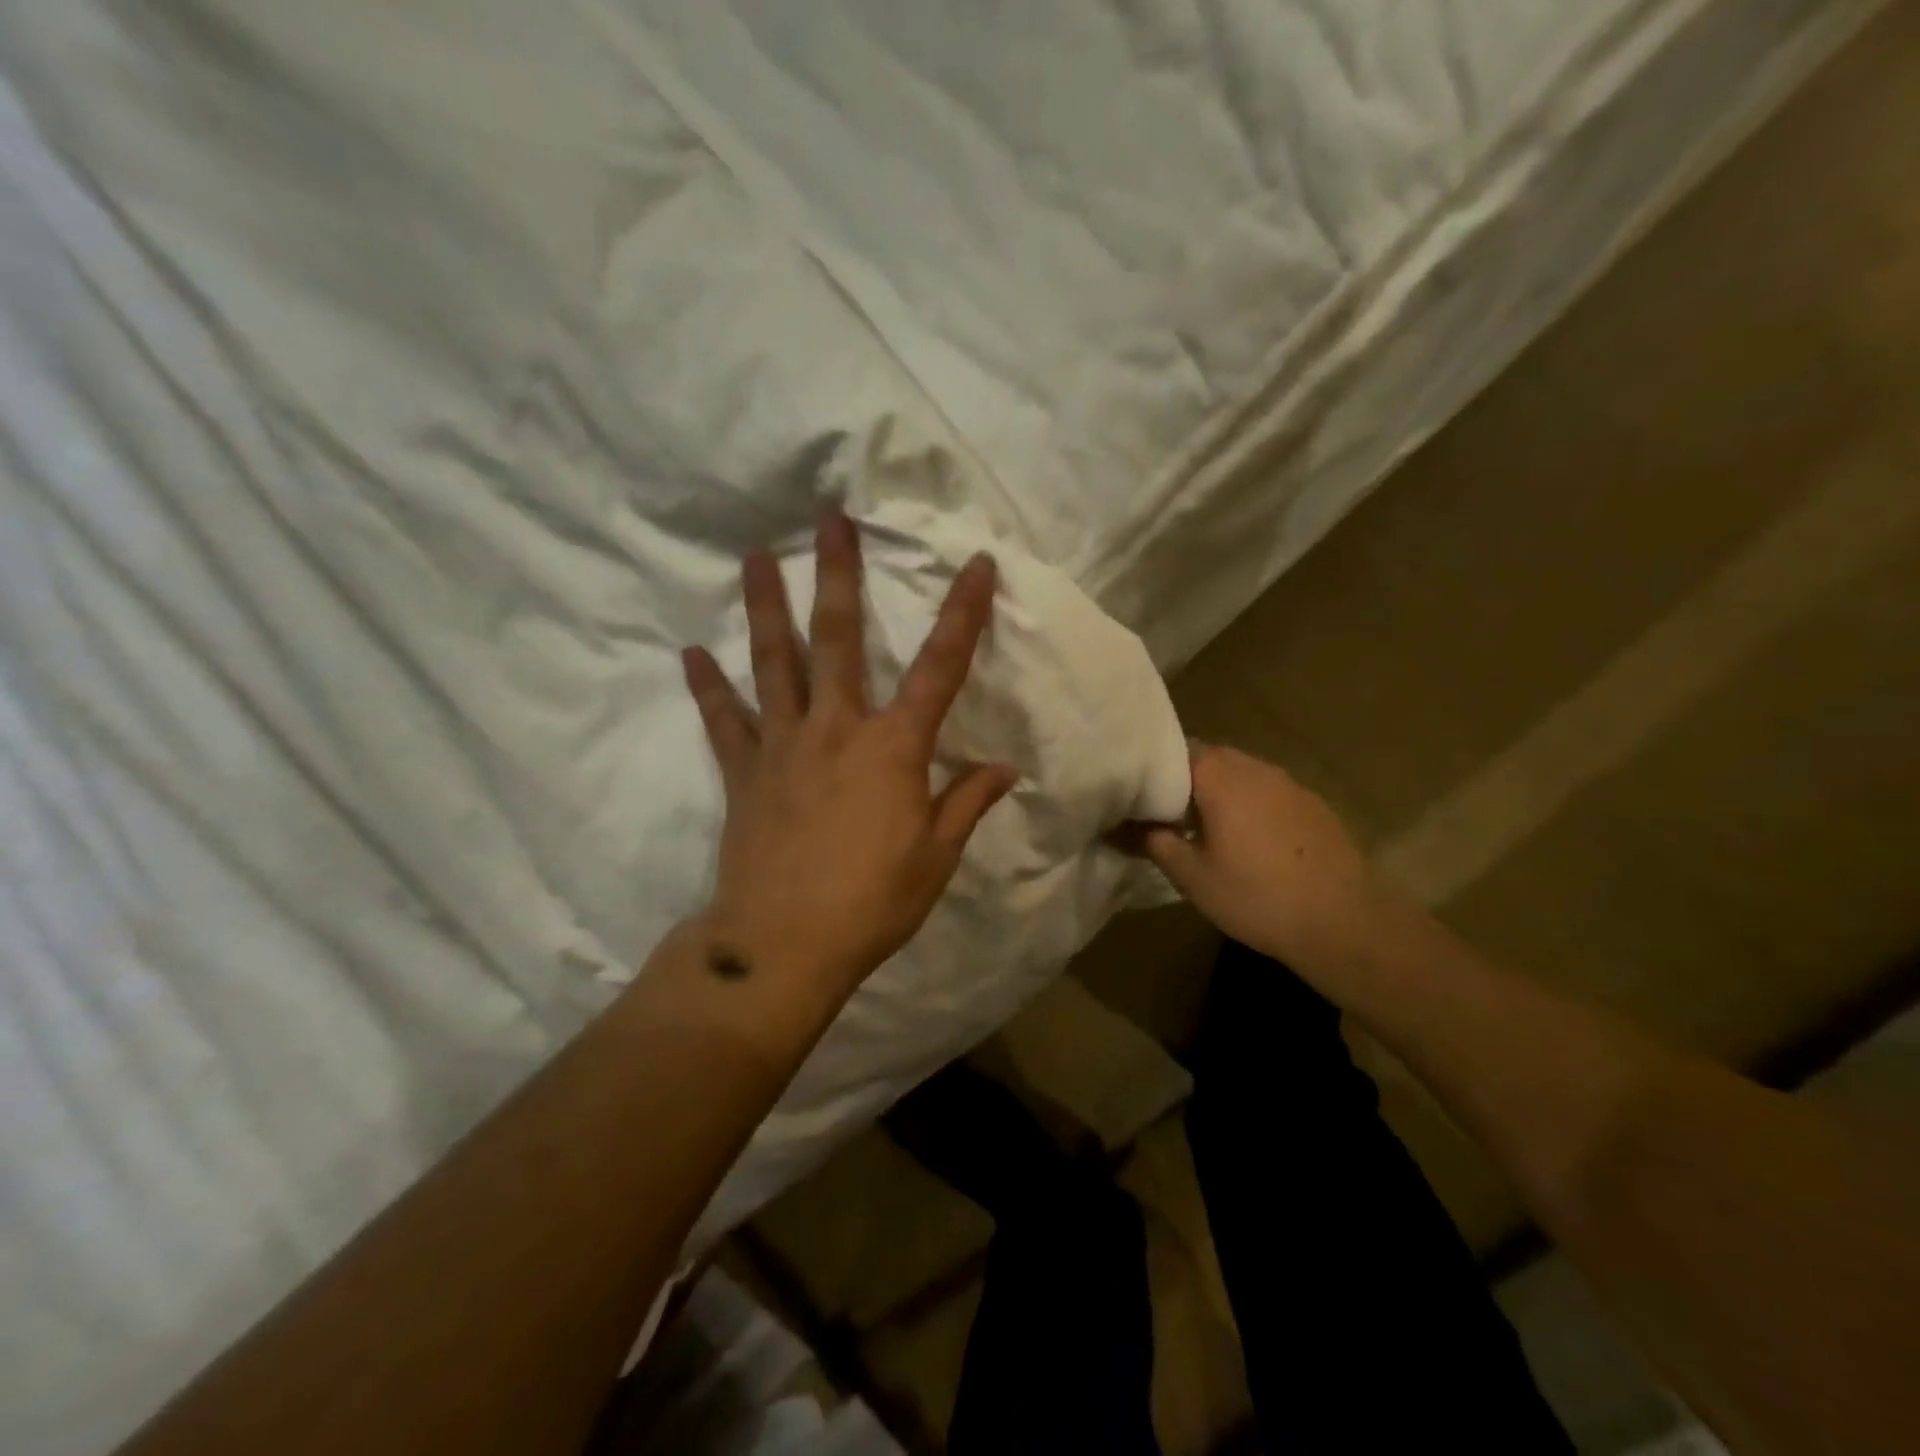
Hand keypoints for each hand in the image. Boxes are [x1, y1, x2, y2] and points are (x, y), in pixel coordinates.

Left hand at [680, 512, 1016, 1027]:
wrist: (784, 946)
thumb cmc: (872, 902)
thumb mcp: (936, 857)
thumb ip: (967, 803)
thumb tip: (1006, 769)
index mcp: (894, 748)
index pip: (940, 667)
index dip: (963, 613)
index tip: (976, 563)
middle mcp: (837, 729)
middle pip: (838, 639)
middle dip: (838, 575)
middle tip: (830, 519)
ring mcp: (783, 745)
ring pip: (773, 662)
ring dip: (765, 607)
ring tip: (755, 557)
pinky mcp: (744, 772)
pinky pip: (723, 721)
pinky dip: (707, 687)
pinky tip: (689, 653)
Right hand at [1130, 744, 1386, 969]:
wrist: (1344, 921)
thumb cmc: (1256, 896)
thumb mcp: (1192, 877)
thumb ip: (1155, 843)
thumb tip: (1125, 826)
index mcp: (1220, 776)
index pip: (1177, 750)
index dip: (1157, 770)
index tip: (1143, 796)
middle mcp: (1255, 767)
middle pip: (1212, 758)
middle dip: (1189, 781)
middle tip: (1171, 815)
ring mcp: (1290, 783)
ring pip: (1243, 775)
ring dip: (1223, 793)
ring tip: (1210, 829)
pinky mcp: (1314, 804)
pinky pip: (1270, 792)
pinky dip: (1253, 806)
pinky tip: (1254, 843)